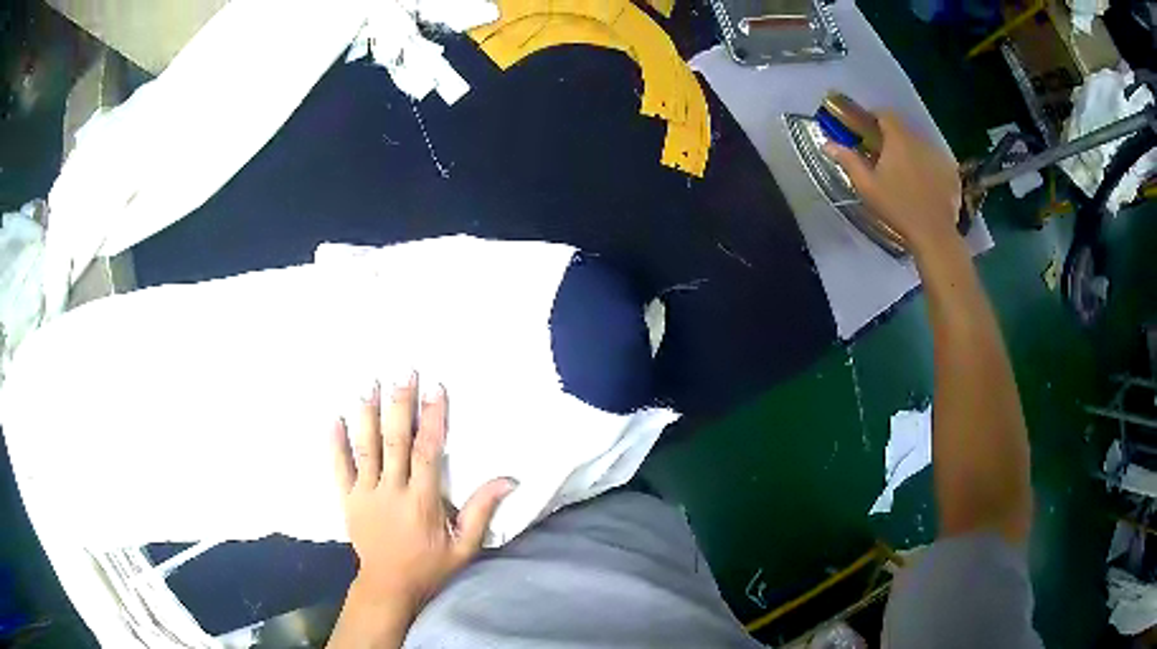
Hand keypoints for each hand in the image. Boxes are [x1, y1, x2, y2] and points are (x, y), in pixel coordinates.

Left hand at [332, 374, 515, 619]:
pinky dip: (336, 442)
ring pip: (365, 448)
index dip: (432, 419)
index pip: (427, 452)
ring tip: (370, 385)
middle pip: (394, 441)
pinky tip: (335, 418)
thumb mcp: (464, 547)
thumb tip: (508, 480)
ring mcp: (365, 494)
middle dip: (399, 405)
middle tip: (403, 373)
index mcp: (421, 501)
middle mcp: (391, 491)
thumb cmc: (430, 566)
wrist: (388, 587)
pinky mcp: (347, 500)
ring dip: (367, 414)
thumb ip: (481, 512)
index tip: (436, 389)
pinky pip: (340, 467)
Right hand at [824, 111, 962, 252]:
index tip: (866, 129)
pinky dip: (928, 167)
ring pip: (920, 145)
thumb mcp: (867, 186)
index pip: (885, 114)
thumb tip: (827, 143)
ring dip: (911, 153)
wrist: (934, 234)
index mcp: (898, 139)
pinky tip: (924, 185)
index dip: (874, 117)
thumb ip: (848, 160)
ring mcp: (938, 156)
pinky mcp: (951, 172)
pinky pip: (936, 162)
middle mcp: (920, 140)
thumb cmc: (897, 208)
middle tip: (883, 156)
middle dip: (892, 138)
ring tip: (904, 173)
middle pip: (903, 130)